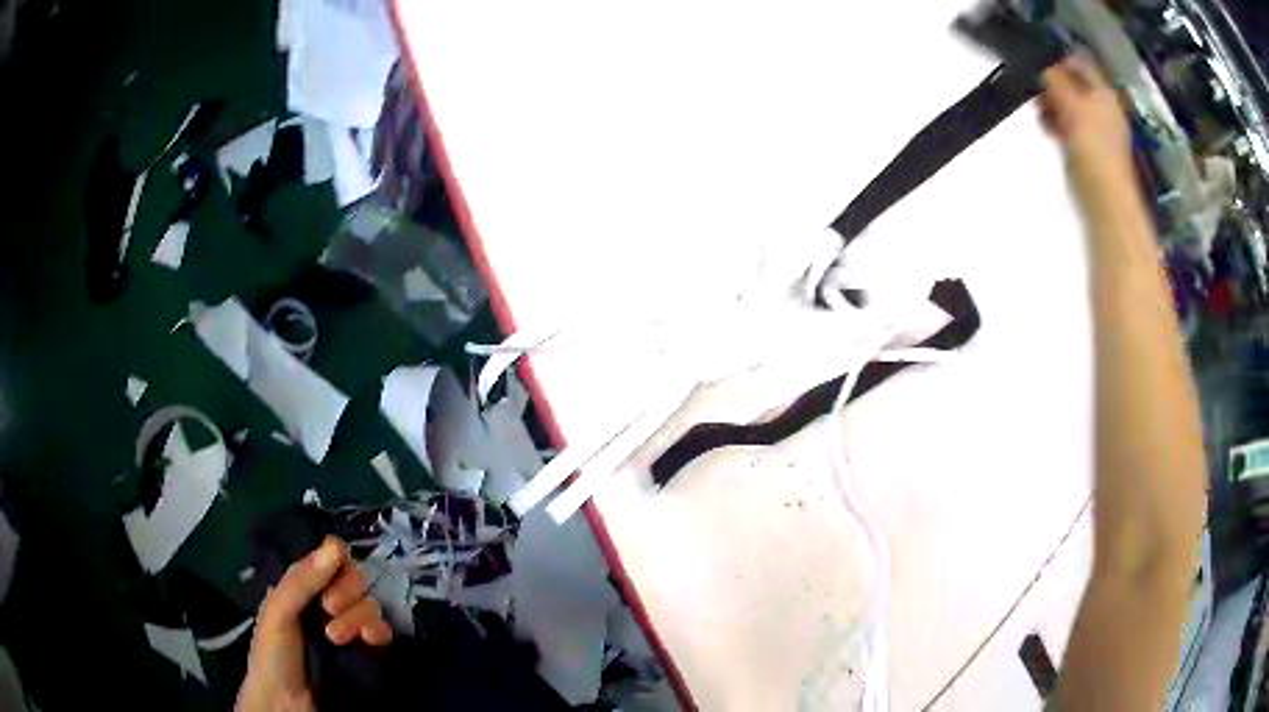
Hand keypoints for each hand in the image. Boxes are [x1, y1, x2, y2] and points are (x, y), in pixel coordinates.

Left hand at [236, 537, 392, 711]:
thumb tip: (336, 546)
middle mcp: (327, 603)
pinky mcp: (367, 652)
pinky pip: (383, 631)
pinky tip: (368, 639)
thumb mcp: (277, 612)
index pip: (331, 558)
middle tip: (328, 610)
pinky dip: (378, 630)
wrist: (288, 704)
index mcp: (303, 588)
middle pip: (354, 578)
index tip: (328, 575)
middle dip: (346, 591)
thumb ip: (302, 581)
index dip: (336, 561)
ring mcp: (348, 627)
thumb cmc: (273, 654)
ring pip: (369, 603)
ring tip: (335, 638)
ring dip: (356, 617)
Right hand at [1039, 55, 1133, 189]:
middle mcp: (1100, 106)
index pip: (1080, 63)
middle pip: (1072, 83)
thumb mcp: (1073, 105)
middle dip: (1053, 82)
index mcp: (1104, 93)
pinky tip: (1046, 127)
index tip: (1039, 61)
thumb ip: (1057, 81)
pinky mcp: (1084, 146)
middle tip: (1035, 86)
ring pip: (1066, 103)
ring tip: (1039, 110)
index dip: (1060, 58)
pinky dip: (1054, 122)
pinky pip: (1066, 125)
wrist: (1103, 196)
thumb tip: (1044, 68)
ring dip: (1051, 103)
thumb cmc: (1093, 147)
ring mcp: (1093, 127)